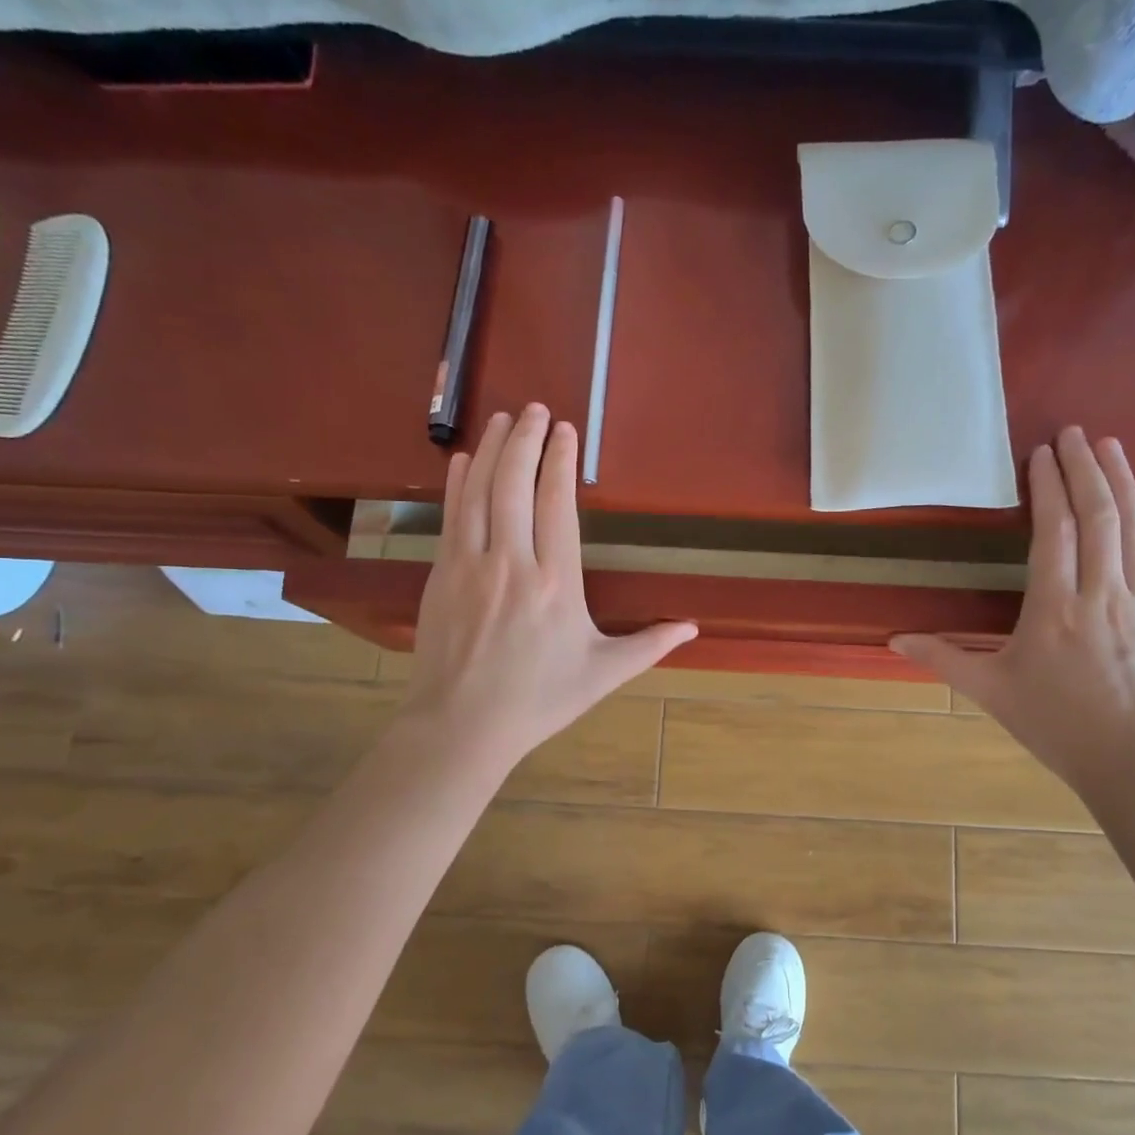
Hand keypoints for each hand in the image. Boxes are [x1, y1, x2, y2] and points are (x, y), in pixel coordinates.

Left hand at [403, 405, 697, 770]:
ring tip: (502, 418)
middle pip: (517, 485)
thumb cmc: (539, 700)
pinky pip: (451, 516)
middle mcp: (513, 562)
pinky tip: (463, 460)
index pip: (558, 504)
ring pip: (480, 492)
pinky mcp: (442, 575)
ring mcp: (471, 565)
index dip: (560, 461)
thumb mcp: (602, 674)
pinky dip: (457, 483)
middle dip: (526, 440)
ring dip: (492, 450)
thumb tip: (693, 627)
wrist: (463, 725)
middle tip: (535, 408)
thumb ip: (648, 645)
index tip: (565, 430)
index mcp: (556, 582)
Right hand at [891, 426, 1134, 802]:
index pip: (1054, 531)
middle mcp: (1102, 593)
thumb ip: (945, 659)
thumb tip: (894, 640)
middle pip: (1098, 516)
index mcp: (1055, 608)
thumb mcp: (992, 692)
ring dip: (1123, 481)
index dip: (1047, 488)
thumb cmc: (1057, 725)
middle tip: (1073, 432)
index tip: (1040, 454)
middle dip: (1084, 468)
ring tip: (1110, 445)